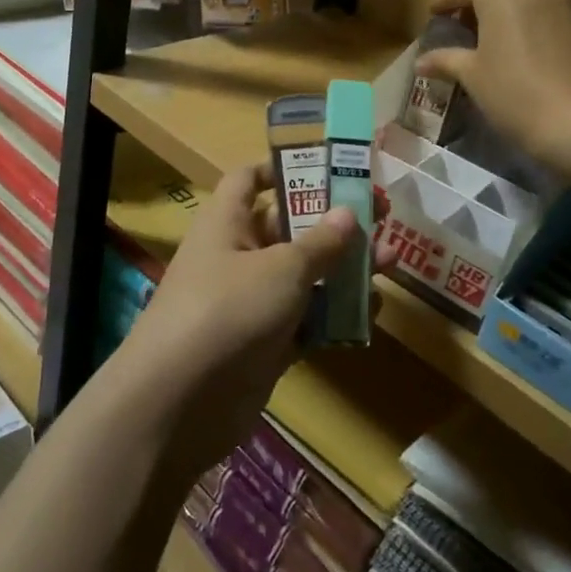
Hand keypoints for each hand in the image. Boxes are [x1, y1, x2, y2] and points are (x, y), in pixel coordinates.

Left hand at [115, 163, 395, 479]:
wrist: (179, 403)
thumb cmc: (228, 309)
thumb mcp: (281, 267)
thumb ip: (320, 242)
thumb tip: (349, 213)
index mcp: (228, 223)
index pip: (249, 180)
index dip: (282, 169)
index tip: (327, 168)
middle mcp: (237, 257)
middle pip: (289, 229)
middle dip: (334, 223)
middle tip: (382, 214)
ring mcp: (251, 304)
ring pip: (304, 277)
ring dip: (344, 270)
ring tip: (391, 261)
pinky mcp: (264, 345)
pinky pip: (305, 322)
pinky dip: (334, 317)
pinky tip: (371, 311)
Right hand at [416, 0, 570, 162]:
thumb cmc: (514, 93)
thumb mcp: (473, 75)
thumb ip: (446, 59)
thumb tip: (421, 62)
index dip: (445, 0)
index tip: (435, 14)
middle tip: (475, 11)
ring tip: (513, 23)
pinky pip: (569, 1)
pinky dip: (554, 11)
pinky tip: (546, 37)